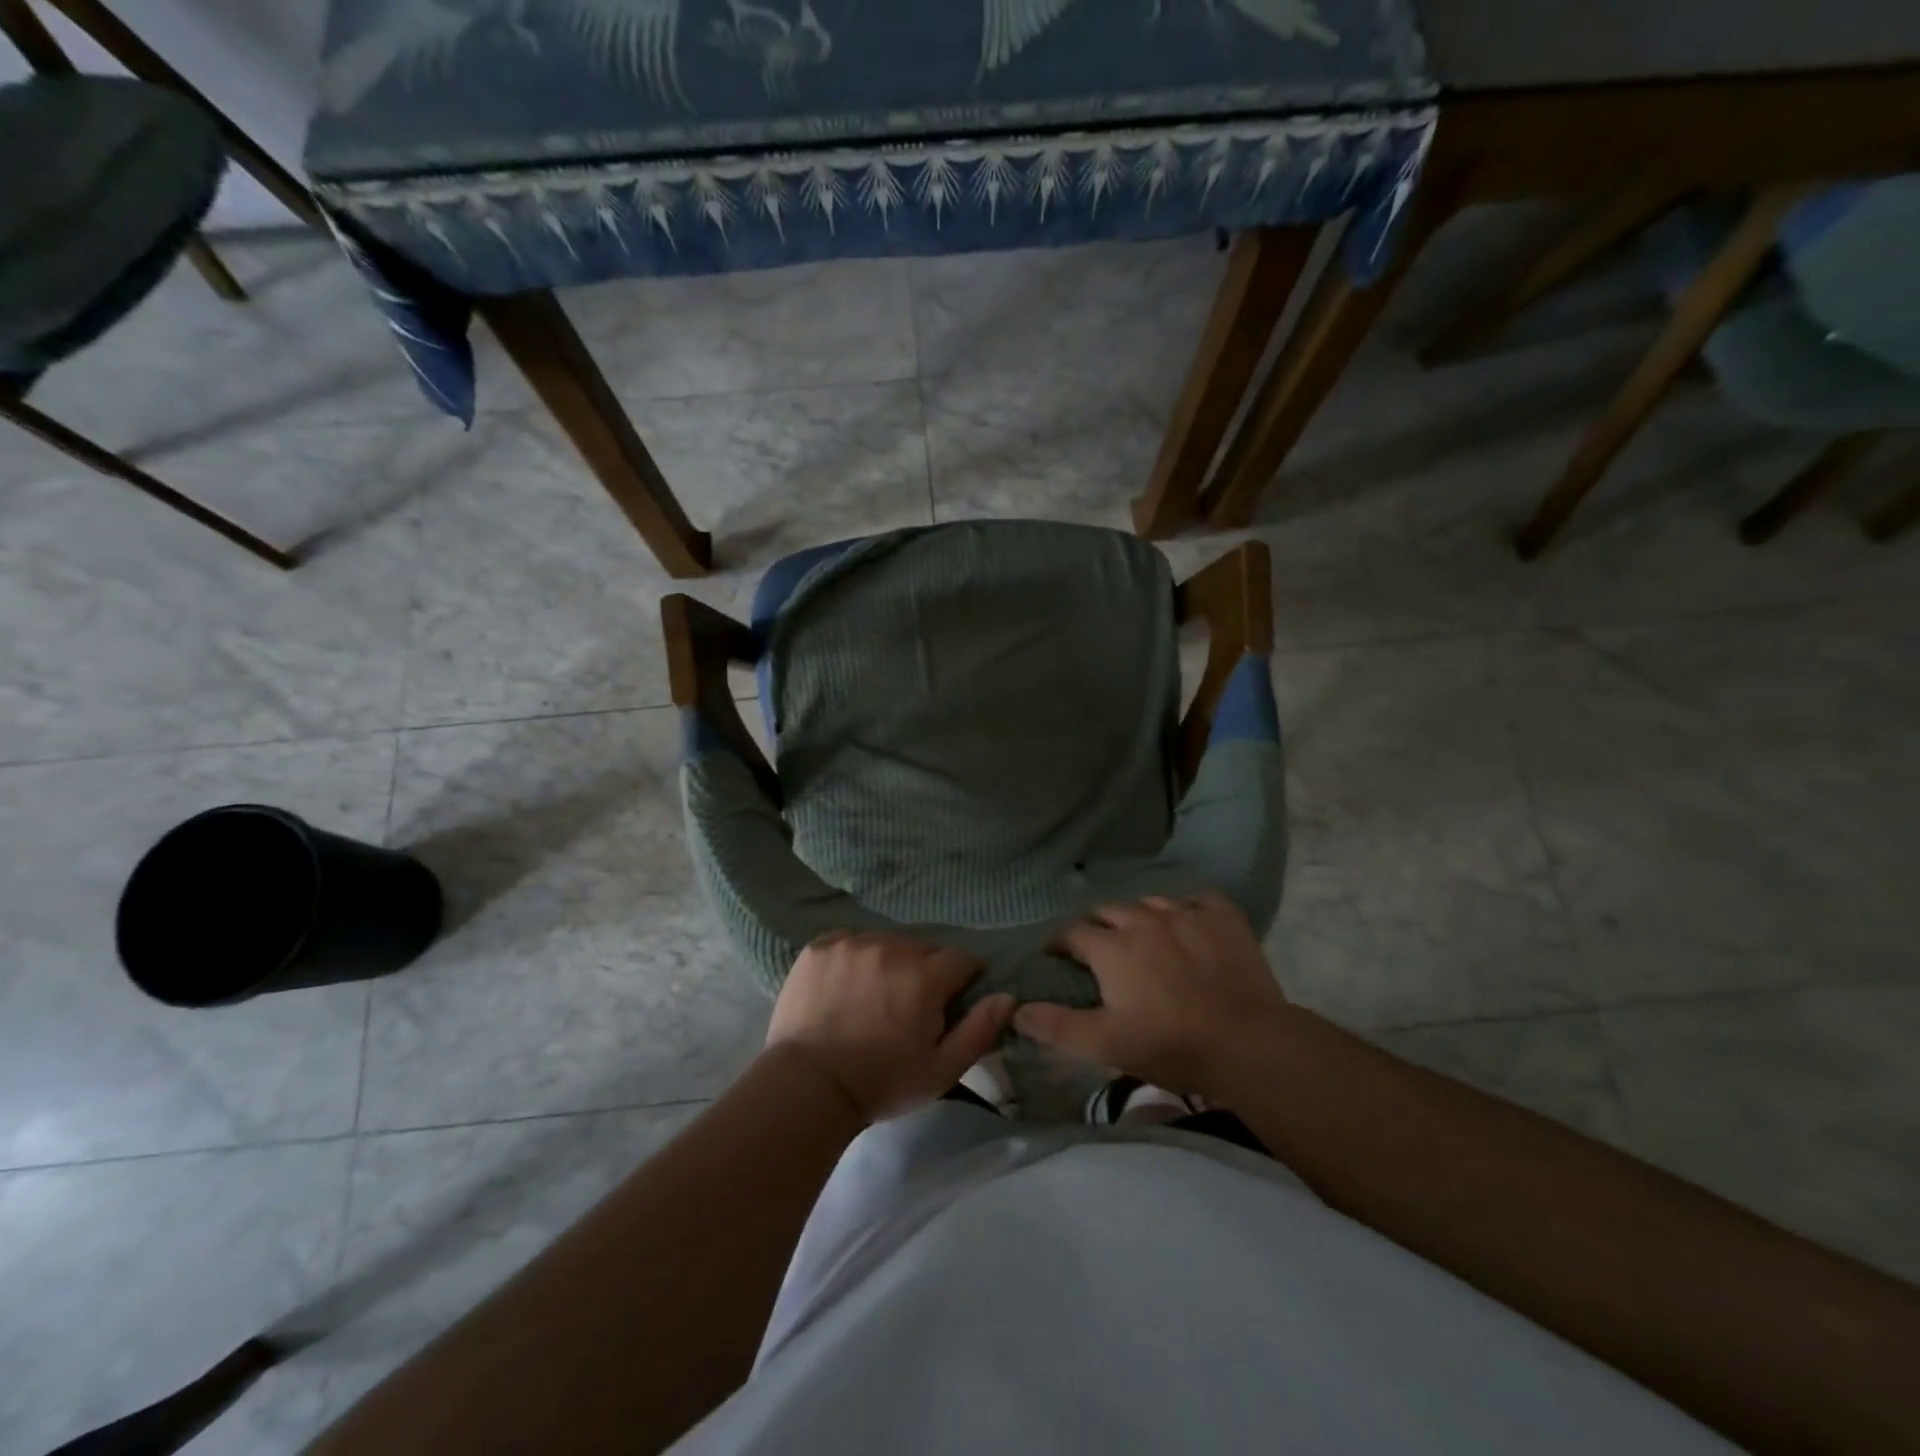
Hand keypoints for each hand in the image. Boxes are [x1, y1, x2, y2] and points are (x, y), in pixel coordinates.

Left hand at [766, 931, 1014, 1123]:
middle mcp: (890, 948)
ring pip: (887, 942)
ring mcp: (851, 943)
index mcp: (924, 977)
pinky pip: (851, 941)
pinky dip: (856, 957)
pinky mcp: (819, 946)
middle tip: (910, 1005)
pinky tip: (847, 985)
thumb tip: (1008, 996)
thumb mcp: (941, 1070)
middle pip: (923, 948)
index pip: (961, 960)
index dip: (962, 980)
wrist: (806, 1087)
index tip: (951, 1003)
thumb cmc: (881, 1082)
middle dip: (926, 971)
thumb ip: (979, 1030)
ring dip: (890, 961)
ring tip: (876, 994)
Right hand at [1015, 894, 1288, 1094]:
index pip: (1072, 934)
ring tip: (1145, 939)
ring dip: (1140, 917)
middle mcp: (1143, 918)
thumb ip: (1057, 1025)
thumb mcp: (1105, 1044)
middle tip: (1102, 952)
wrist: (1248, 1044)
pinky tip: (1190, 927)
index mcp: (1111, 947)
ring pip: (1150, 902)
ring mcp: (1185, 912)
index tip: (1059, 959)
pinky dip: (1187, 910)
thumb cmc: (1169, 1045)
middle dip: (1098, 927)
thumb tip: (1016, 1009)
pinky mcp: (1222, 915)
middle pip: (1108, 910)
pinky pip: (1196, 900)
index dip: (1061, 945)